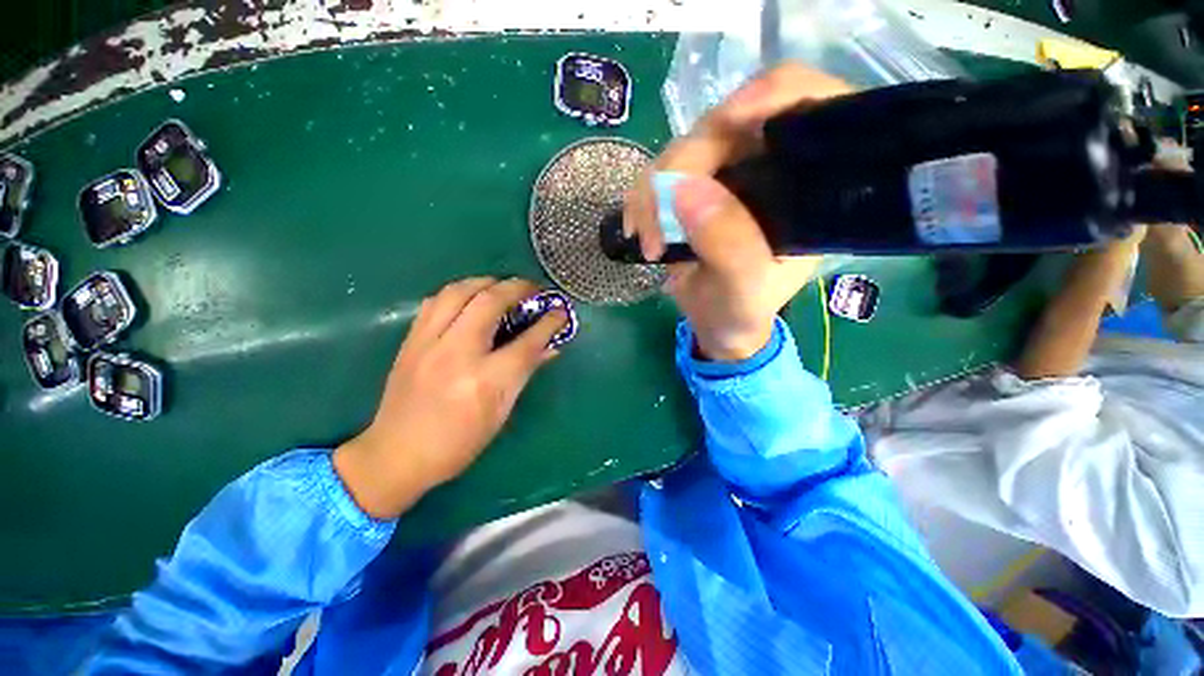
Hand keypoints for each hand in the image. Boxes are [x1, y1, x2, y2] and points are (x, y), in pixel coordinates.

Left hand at [334, 277, 567, 519]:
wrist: (397, 454)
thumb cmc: (459, 442)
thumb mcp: (501, 412)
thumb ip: (525, 373)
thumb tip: (550, 347)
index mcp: (486, 380)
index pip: (527, 342)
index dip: (549, 323)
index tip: (561, 311)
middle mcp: (457, 354)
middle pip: (490, 302)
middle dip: (518, 288)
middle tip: (533, 289)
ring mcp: (429, 343)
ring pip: (459, 292)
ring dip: (486, 282)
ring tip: (502, 286)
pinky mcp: (410, 341)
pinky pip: (435, 301)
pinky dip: (458, 292)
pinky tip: (469, 299)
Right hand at [623, 64, 852, 360]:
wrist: (715, 322)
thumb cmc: (742, 311)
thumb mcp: (744, 290)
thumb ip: (727, 244)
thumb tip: (681, 187)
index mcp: (807, 184)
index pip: (806, 106)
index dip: (770, 95)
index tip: (724, 122)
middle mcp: (768, 166)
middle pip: (724, 125)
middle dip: (681, 168)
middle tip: (657, 225)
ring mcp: (725, 173)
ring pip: (681, 150)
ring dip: (652, 193)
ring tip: (649, 242)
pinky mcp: (692, 187)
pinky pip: (657, 174)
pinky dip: (641, 199)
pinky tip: (638, 230)